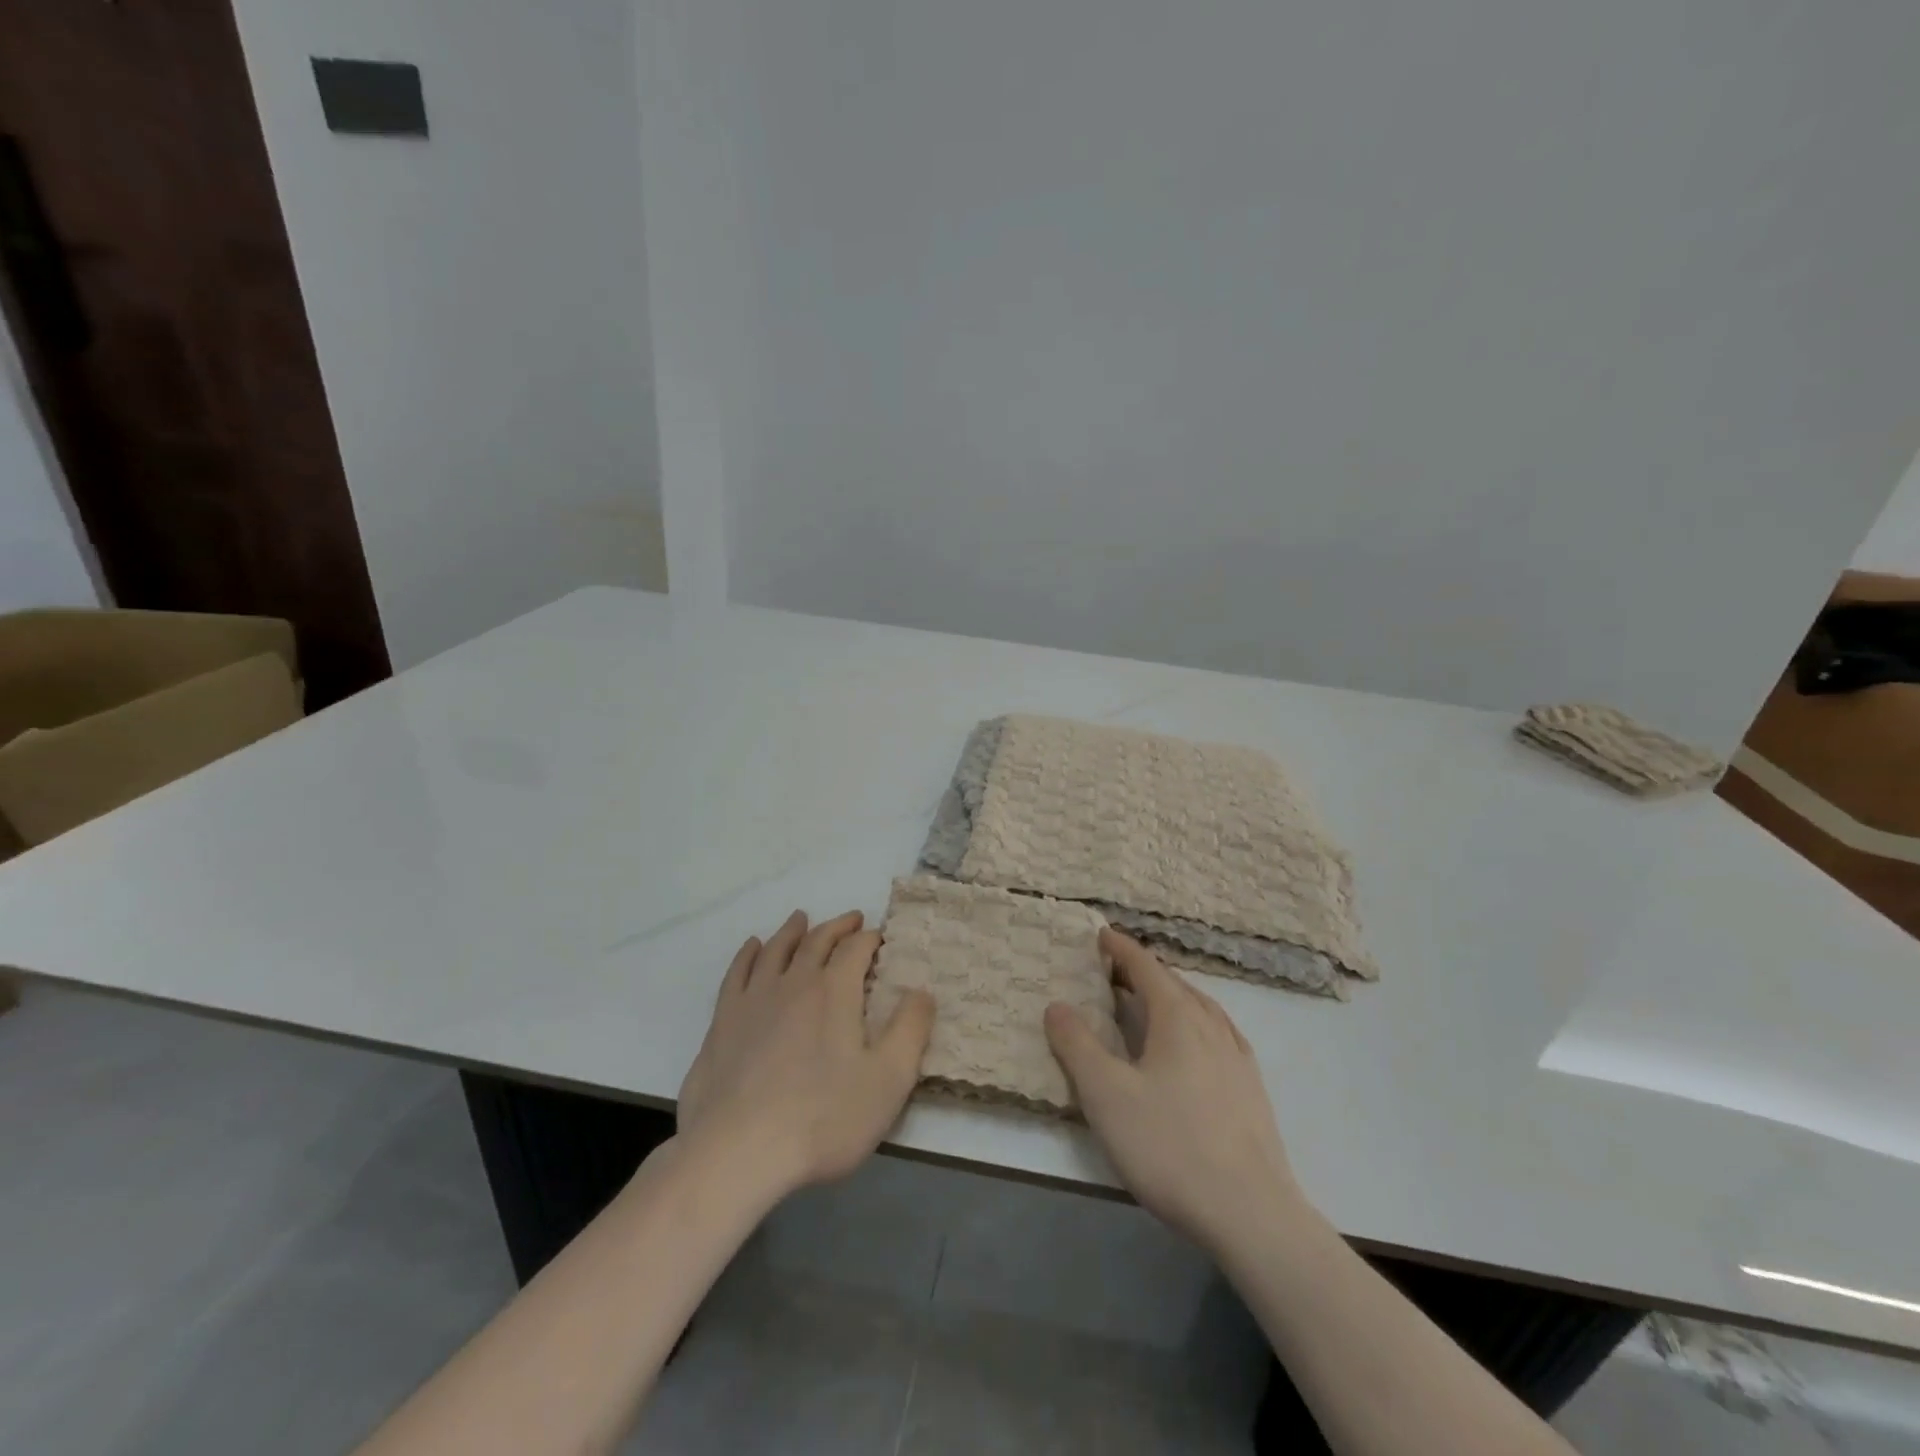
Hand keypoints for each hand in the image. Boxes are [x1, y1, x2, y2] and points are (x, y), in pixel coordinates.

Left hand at [677, 910, 933, 1197]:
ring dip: (793, 931)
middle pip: (817, 941)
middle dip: (838, 927)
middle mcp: (794, 982)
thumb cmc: (823, 1118)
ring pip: (776, 949)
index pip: (856, 949)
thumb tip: (923, 991)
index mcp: (835, 991)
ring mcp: (754, 999)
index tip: (880, 938)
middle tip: (851, 919)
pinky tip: (753, 948)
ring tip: (801, 919)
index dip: (871, 939)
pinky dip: (748, 954)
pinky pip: (737, 973)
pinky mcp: (723, 1021)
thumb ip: (911, 1030)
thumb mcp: (888, 1080)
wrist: (738, 1151)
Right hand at [1045, 929, 1306, 1255]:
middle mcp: (1212, 1026)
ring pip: (1201, 1008)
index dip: (1122, 949)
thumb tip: (1057, 1005)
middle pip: (1175, 984)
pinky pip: (1219, 1034)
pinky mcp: (1252, 1090)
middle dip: (1144, 971)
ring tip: (1152, 1002)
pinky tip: (1196, 1046)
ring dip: (1172, 995)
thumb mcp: (1106, 1095)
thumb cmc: (1169, 1145)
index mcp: (1177, 1018)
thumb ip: (1077, 1045)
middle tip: (1115, 971)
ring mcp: (1237, 1058)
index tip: (1102, 934)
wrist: (1251, 1213)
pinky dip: (1196, 1023)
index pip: (1146, 967)